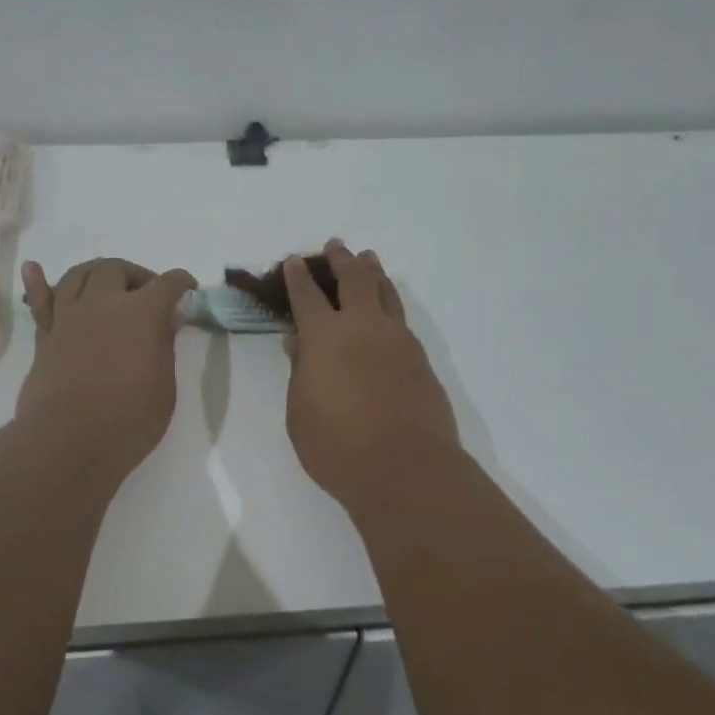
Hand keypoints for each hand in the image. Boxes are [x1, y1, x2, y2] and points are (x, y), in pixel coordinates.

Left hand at [17, 257, 196, 477]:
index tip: (187, 289)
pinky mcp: (45, 336)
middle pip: (117, 269)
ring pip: (79, 275)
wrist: (69, 443)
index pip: (167, 284)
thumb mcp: (164, 386)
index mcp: (141, 313)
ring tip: (108, 288)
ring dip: (97, 274)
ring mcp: (69, 317)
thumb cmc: (129, 420)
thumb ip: (163, 346)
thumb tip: (164, 323)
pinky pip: (40, 301)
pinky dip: (38, 283)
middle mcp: (102, 304)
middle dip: (136, 276)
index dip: (181, 283)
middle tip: (147, 296)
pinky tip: (34, 270)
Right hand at [283, 240, 461, 507]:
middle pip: (354, 280)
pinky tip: (387, 311)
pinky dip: (390, 303)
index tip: (293, 261)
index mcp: (325, 336)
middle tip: (336, 246)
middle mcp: (363, 327)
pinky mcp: (420, 358)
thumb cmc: (337, 446)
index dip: (298, 277)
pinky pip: (401, 318)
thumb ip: (300, 372)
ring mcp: (397, 340)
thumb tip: (299, 343)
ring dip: (373, 273)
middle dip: (342, 260)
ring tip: (368, 260)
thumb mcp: (300, 412)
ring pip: (385, 292)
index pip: (307, 296)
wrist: (405, 468)